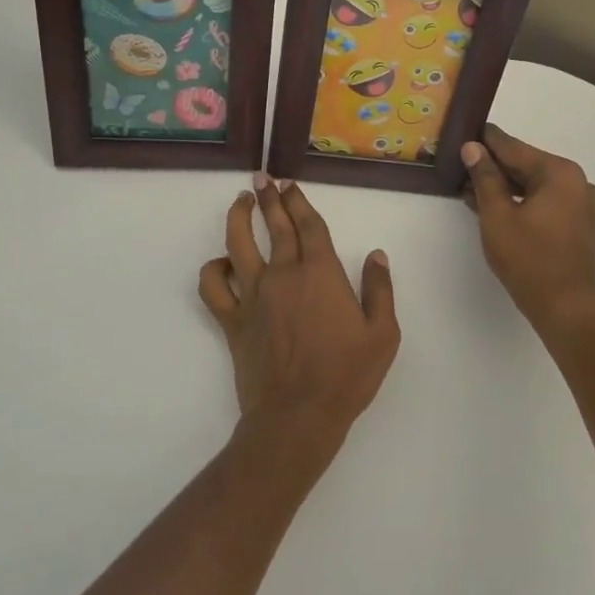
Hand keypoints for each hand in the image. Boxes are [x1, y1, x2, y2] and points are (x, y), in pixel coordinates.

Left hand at [198, 175, 399, 462]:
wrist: (298, 416)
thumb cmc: (346, 376)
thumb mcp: (382, 335)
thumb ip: (379, 290)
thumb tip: (376, 255)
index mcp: (321, 273)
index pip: (308, 224)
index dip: (298, 201)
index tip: (290, 184)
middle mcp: (284, 274)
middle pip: (275, 226)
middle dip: (269, 198)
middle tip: (263, 178)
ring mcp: (254, 295)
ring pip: (238, 244)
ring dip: (238, 217)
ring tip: (240, 202)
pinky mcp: (233, 320)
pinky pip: (213, 287)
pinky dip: (212, 270)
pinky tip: (221, 263)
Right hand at [461, 124, 594, 339]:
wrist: (565, 309)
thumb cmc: (529, 259)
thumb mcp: (497, 215)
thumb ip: (485, 177)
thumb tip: (472, 148)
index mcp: (559, 173)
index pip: (513, 147)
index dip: (484, 141)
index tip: (461, 132)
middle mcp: (576, 181)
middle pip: (525, 165)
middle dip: (492, 166)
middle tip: (458, 163)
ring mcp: (580, 204)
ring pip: (532, 185)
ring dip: (502, 186)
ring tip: (468, 187)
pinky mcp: (577, 224)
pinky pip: (542, 201)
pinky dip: (519, 201)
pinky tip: (490, 205)